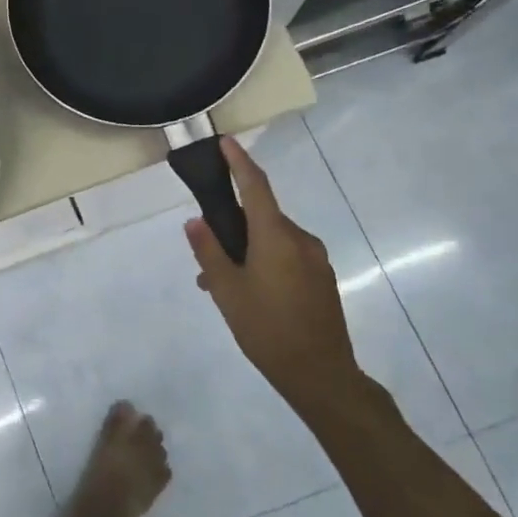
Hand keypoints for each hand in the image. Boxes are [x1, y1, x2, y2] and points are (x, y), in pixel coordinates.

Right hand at [184, 138, 360, 414]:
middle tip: (206, 254)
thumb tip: (195, 221)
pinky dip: (266, 262)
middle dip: (234, 226)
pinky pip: (288, 256)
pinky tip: (250, 294)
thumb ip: (209, 252)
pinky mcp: (322, 279)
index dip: (239, 161)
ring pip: (274, 239)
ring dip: (248, 249)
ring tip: (222, 284)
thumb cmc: (267, 330)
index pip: (256, 186)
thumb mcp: (227, 291)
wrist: (321, 375)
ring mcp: (316, 260)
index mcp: (275, 236)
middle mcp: (300, 239)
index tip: (225, 141)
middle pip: (262, 216)